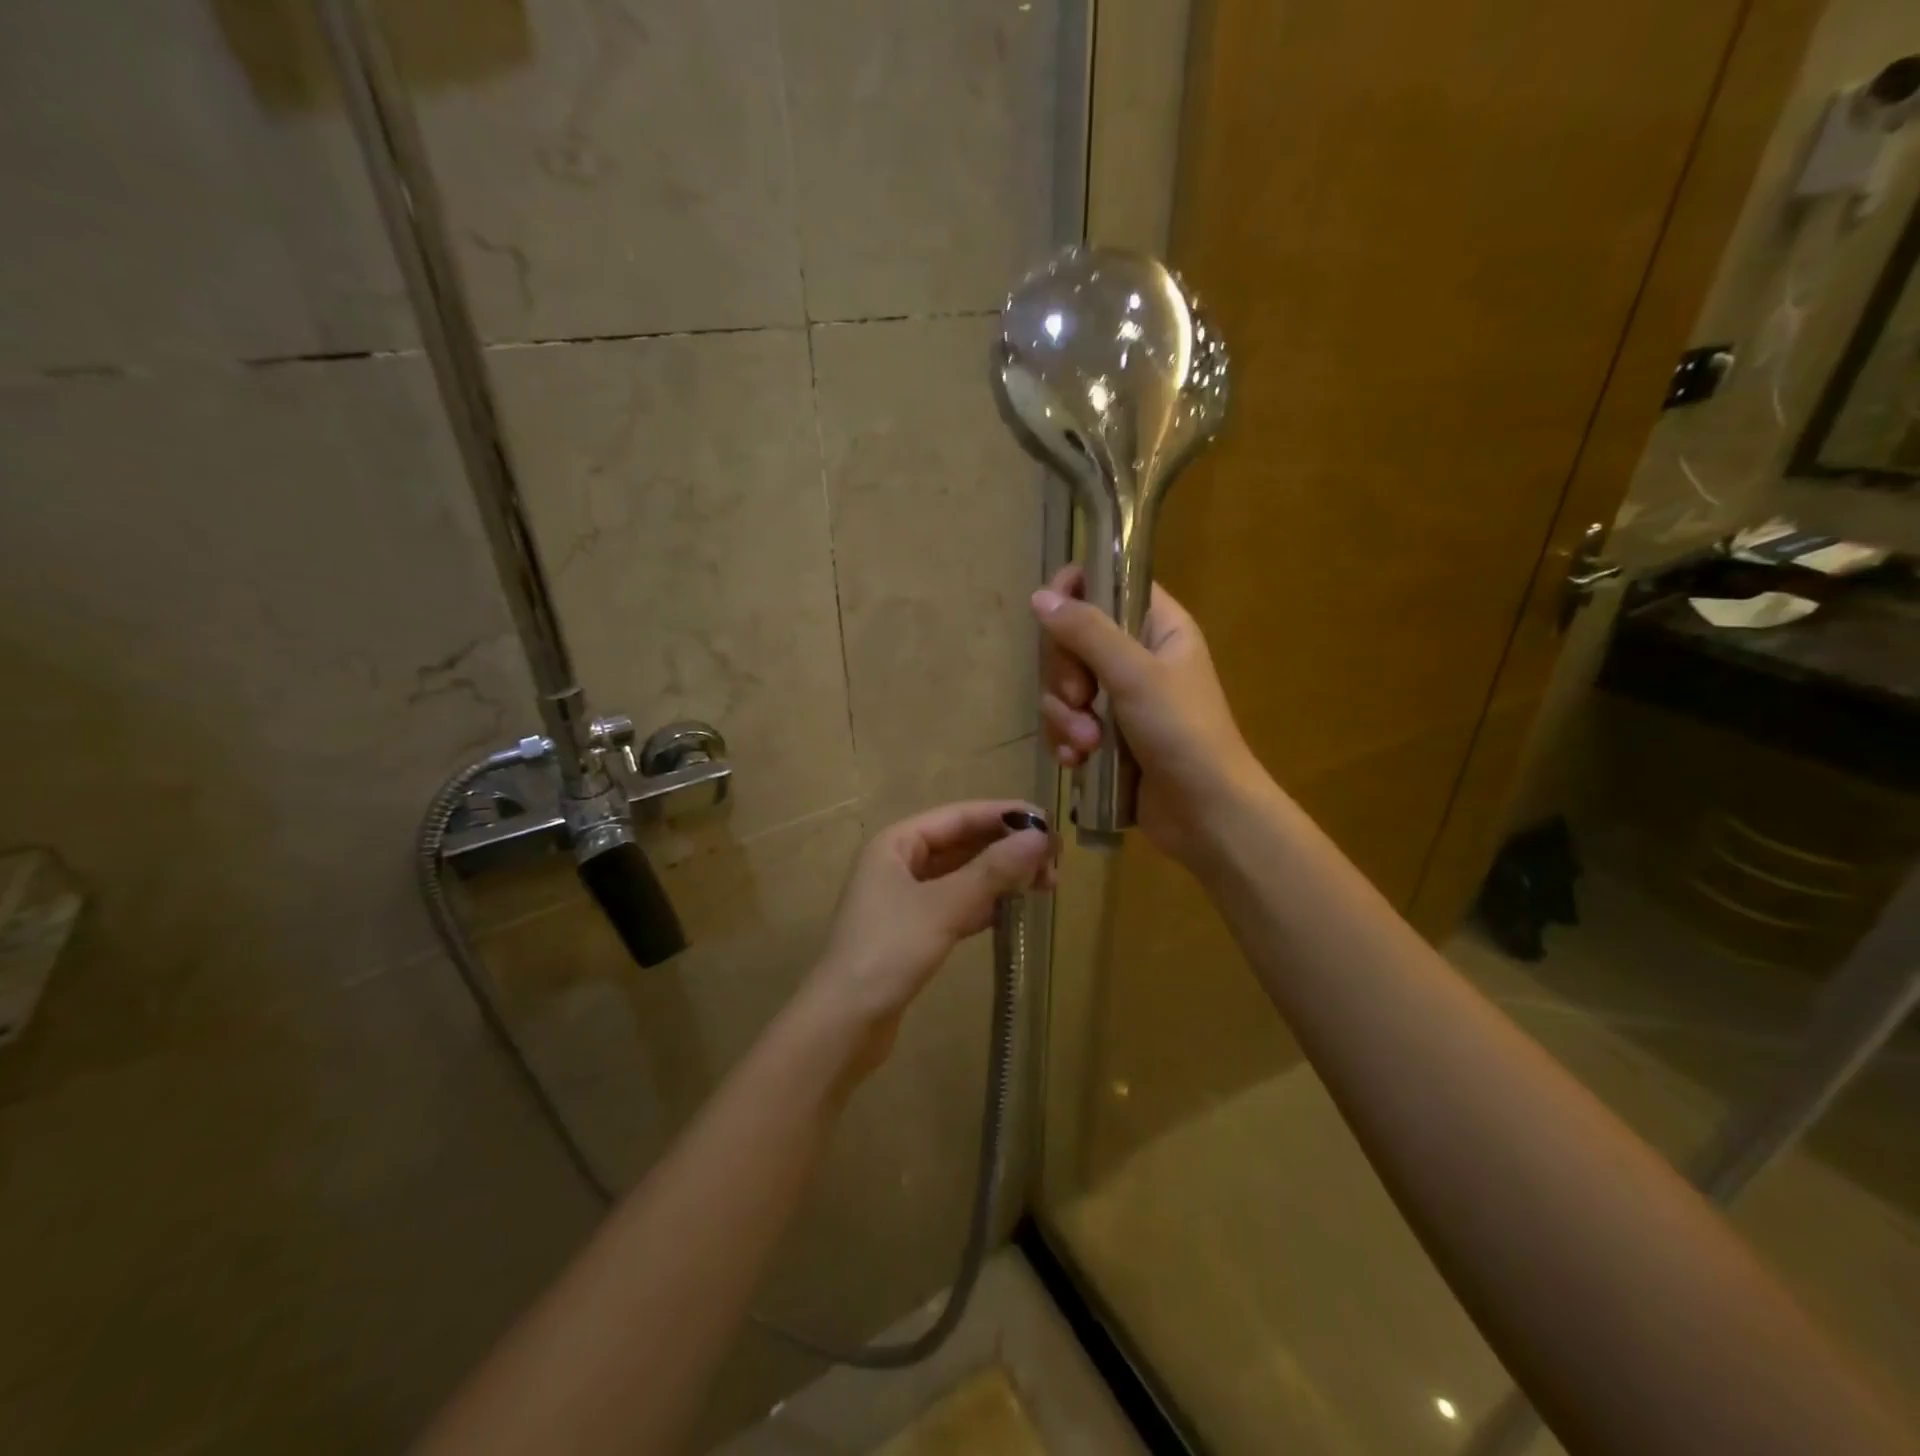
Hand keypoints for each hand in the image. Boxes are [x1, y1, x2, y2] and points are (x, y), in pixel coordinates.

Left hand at [804, 801, 1052, 1079]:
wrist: (843, 1024)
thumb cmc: (888, 952)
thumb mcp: (944, 906)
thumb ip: (993, 870)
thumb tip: (1040, 836)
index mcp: (896, 843)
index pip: (959, 816)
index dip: (1004, 815)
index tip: (1048, 823)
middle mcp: (898, 863)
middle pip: (961, 844)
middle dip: (1006, 848)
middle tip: (1054, 863)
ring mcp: (904, 899)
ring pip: (961, 875)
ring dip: (999, 877)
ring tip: (1044, 885)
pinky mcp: (912, 931)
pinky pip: (955, 904)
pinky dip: (984, 904)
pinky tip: (1012, 910)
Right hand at [1032, 566, 1259, 868]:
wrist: (1206, 814)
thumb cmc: (1183, 734)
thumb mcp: (1135, 676)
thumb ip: (1087, 632)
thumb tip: (1040, 596)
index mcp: (1158, 628)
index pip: (1109, 584)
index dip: (1076, 592)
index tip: (1053, 616)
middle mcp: (1137, 657)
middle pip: (1073, 640)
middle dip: (1066, 675)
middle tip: (1082, 698)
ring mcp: (1119, 700)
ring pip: (1064, 687)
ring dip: (1066, 717)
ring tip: (1087, 745)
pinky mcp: (1105, 737)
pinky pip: (1067, 724)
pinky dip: (1067, 741)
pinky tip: (1077, 762)